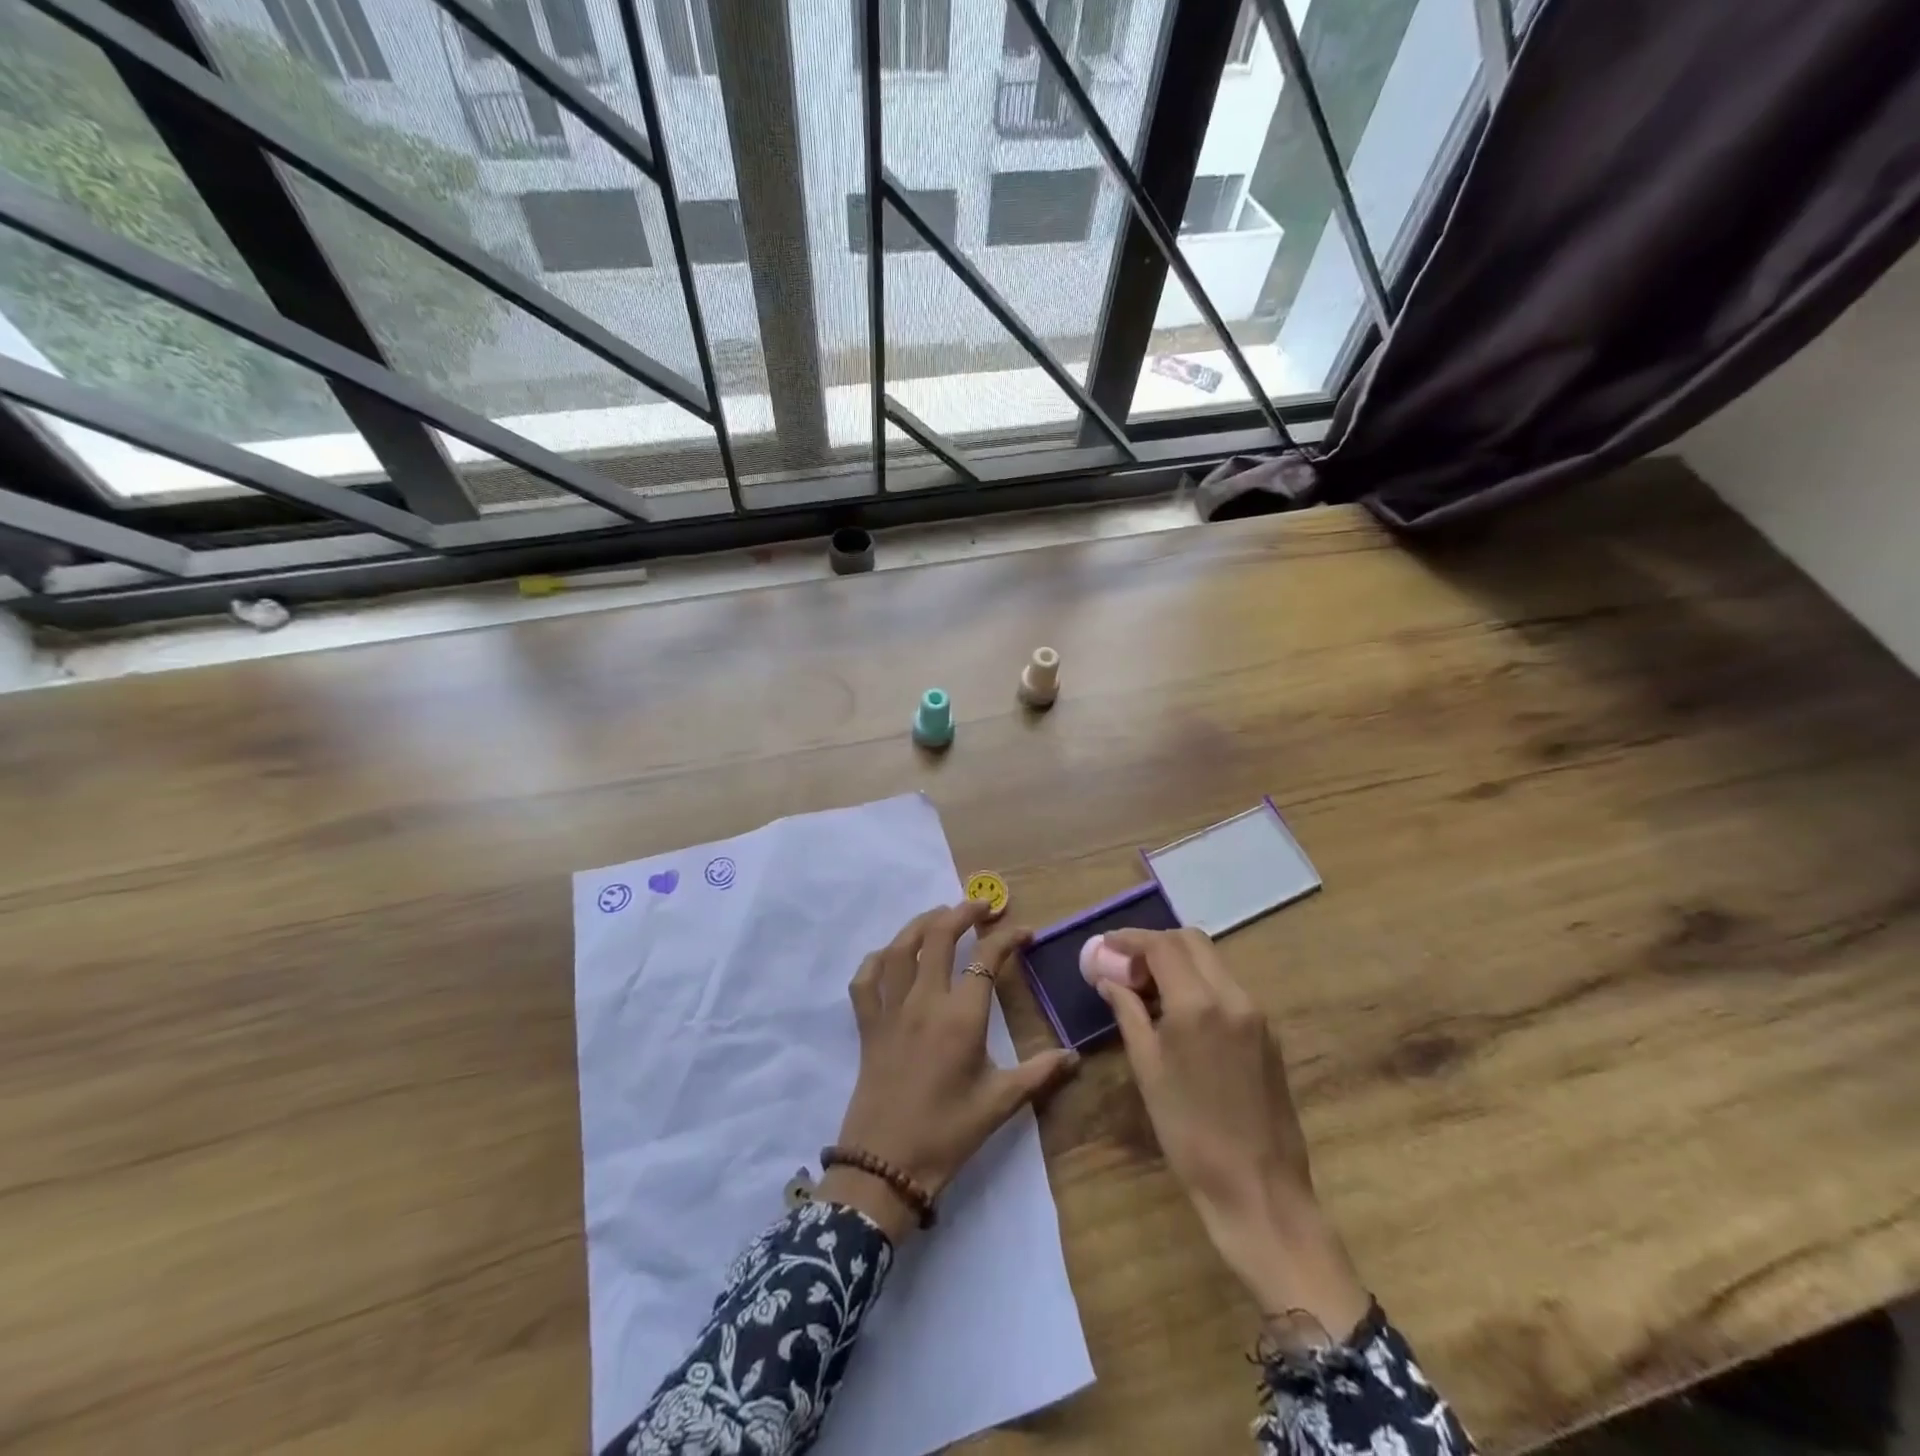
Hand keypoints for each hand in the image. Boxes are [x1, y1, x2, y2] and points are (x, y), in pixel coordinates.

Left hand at [823, 901, 1080, 1241]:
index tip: (1025, 932)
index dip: (1007, 938)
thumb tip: (1076, 1057)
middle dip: (962, 913)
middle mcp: (924, 1001)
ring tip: (940, 916)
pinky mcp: (867, 1025)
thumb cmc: (948, 1133)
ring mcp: (890, 1010)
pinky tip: (891, 956)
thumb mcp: (1000, 1103)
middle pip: (938, 937)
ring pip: (900, 948)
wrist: (886, 1166)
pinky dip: (877, 959)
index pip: (986, 959)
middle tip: (981, 906)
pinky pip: (865, 979)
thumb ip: (1040, 1073)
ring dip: (921, 924)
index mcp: (961, 1017)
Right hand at [1097, 928, 1368, 1337]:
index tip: (1104, 947)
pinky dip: (1199, 983)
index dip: (1129, 939)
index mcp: (1198, 1004)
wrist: (1259, 1190)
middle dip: (1155, 944)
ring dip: (1178, 962)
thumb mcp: (1147, 1070)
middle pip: (1191, 941)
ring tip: (1147, 990)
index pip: (1161, 945)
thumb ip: (1128, 1012)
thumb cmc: (1190, 1133)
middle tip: (1126, 967)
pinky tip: (1178, 1012)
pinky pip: (1227, 987)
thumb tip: (1108, 978)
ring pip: (1212, 961)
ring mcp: (1256, 1013)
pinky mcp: (1268, 1032)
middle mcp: (1233, 996)